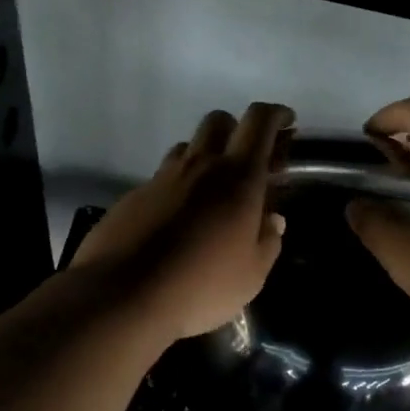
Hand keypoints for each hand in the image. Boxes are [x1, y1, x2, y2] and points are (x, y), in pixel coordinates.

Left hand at [71, 103, 293, 341]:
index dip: (277, 114)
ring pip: (188, 146)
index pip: (259, 122)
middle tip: (248, 161)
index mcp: (238, 178)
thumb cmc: (201, 286)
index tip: (288, 123)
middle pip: (219, 121)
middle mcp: (200, 166)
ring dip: (205, 157)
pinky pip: (162, 178)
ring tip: (212, 192)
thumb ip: (267, 241)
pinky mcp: (133, 196)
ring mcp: (162, 178)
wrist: (122, 296)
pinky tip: (178, 221)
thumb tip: (272, 220)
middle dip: (238, 130)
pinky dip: (177, 187)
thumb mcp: (251, 275)